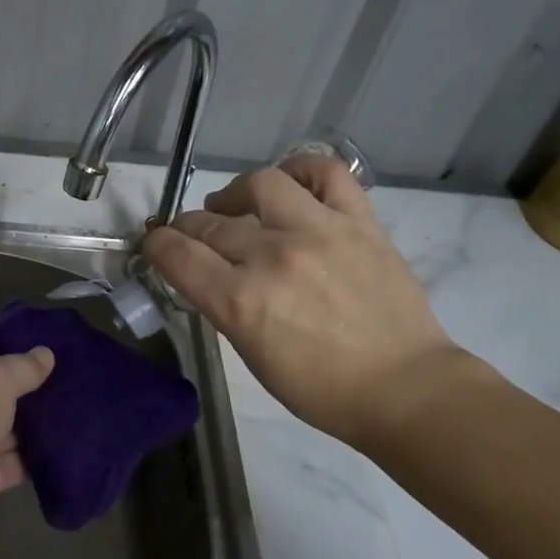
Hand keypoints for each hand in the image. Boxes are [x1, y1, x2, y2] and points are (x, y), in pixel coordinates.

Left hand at [0, 344, 54, 549]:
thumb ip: (22, 366)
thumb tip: (46, 354)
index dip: (5, 357)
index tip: (40, 361)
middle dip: (21, 395)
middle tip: (63, 388)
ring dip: (29, 429)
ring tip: (72, 417)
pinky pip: (5, 465)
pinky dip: (30, 460)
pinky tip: (63, 451)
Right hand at [144, 155, 464, 448]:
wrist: (404, 388)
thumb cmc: (322, 389)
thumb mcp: (252, 356)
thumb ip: (223, 307)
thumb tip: (204, 272)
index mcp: (241, 302)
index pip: (177, 255)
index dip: (157, 244)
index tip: (155, 243)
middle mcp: (273, 257)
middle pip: (210, 223)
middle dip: (188, 227)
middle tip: (192, 235)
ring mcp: (319, 232)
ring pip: (259, 185)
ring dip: (236, 194)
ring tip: (237, 206)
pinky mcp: (359, 221)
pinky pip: (326, 172)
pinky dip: (301, 169)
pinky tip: (290, 184)